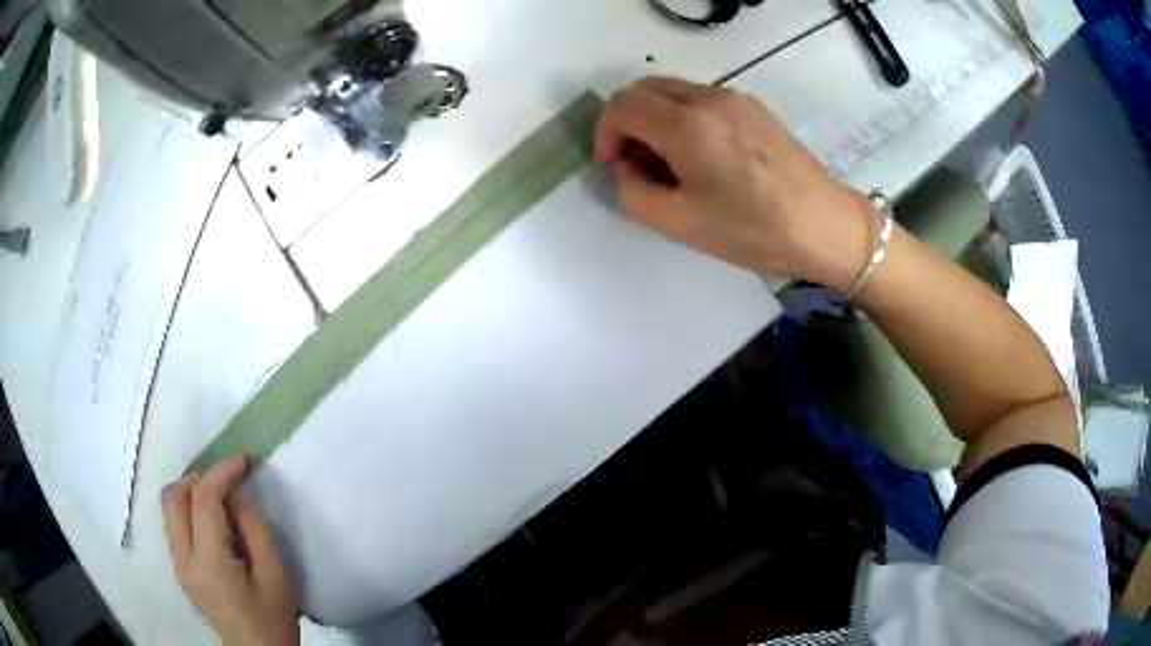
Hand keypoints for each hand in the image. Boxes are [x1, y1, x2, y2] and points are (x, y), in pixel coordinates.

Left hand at [162, 456, 298, 645]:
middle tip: (227, 479)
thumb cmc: (272, 618)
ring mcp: (177, 563)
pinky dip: (189, 508)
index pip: (203, 501)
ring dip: (191, 491)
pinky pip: (174, 522)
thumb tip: (237, 493)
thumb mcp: (276, 574)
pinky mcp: (179, 567)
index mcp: (210, 563)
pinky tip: (213, 519)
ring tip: (220, 496)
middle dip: (198, 477)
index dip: (221, 472)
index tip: (243, 462)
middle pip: (173, 496)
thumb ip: (255, 528)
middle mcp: (183, 558)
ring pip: (168, 506)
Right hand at [595, 76, 877, 291]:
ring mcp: (734, 97)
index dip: (605, 133)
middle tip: (640, 163)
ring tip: (673, 163)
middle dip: (628, 122)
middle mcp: (707, 99)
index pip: (621, 105)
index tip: (614, 165)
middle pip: (644, 89)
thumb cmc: (754, 230)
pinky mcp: (753, 106)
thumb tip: (625, 167)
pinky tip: (704, 155)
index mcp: (687, 126)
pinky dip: (685, 117)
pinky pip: (701, 99)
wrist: (824, 225)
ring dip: (657, 118)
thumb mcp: (681, 225)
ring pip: (673, 91)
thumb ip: (633, 193)